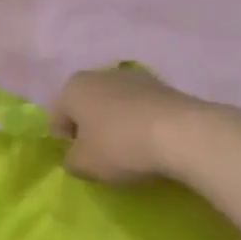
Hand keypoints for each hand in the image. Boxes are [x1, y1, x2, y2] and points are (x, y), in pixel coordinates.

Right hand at [49, 65, 213, 183]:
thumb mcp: (83, 165)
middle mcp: (100, 74)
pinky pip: (142, 109)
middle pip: (86, 106)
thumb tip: (75, 157)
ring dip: (117, 124)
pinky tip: (153, 143)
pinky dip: (142, 123)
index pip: (56, 118)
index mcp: (73, 87)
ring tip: (131, 150)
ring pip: (115, 105)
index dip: (64, 143)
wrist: (184, 134)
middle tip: (103, 156)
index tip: (81, 161)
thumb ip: (70, 161)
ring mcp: (135, 77)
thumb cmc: (120, 146)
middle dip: (91, 129)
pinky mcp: (165, 86)